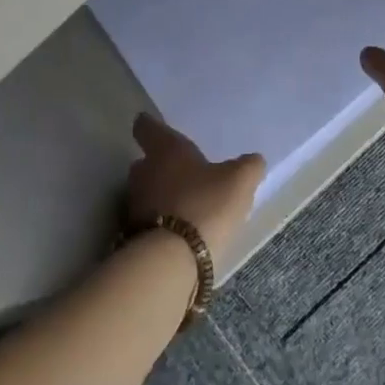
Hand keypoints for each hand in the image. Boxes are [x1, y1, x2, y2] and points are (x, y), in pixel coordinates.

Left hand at [126, 113, 264, 258]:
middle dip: (160, 166)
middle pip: (145, 162)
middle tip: (182, 172)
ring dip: (160, 196)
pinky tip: (178, 232)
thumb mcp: (239, 180)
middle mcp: (143, 171)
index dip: (150, 125)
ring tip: (184, 205)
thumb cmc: (206, 204)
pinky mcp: (132, 235)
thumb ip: (248, 166)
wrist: (172, 260)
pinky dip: (159, 222)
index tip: (152, 125)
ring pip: (146, 192)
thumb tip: (253, 160)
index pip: (147, 127)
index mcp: (165, 149)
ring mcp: (134, 204)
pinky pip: (147, 220)